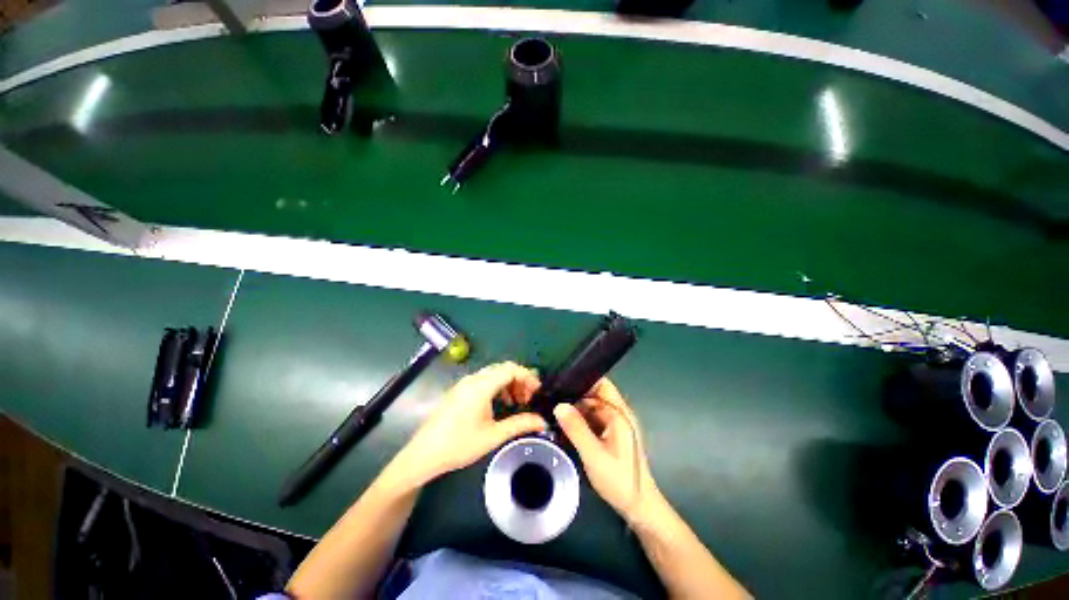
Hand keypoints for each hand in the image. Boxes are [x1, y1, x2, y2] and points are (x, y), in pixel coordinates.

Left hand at [395, 362, 546, 486]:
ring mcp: (464, 383)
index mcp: (481, 386)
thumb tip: (542, 421)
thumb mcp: (493, 436)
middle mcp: (473, 379)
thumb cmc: (459, 445)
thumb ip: (520, 424)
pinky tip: (500, 404)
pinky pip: (484, 380)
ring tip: (517, 402)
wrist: (424, 454)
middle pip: (502, 369)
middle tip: (529, 398)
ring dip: (508, 383)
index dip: (527, 376)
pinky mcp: (460, 390)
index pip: (510, 369)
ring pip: (493, 374)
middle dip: (519, 380)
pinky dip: (497, 387)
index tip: (537, 391)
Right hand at [554, 378, 662, 521]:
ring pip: (591, 406)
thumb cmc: (619, 481)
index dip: (581, 380)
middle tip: (551, 399)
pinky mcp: (610, 432)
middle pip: (594, 394)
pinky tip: (565, 426)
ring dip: (575, 408)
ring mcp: (615, 423)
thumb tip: (558, 406)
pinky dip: (580, 420)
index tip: (559, 382)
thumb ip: (576, 429)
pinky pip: (592, 418)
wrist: (639, 507)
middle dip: (574, 395)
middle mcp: (618, 413)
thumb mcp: (594, 455)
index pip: (600, 384)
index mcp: (619, 413)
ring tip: (553, 410)